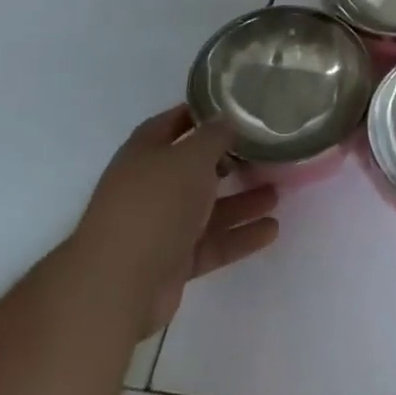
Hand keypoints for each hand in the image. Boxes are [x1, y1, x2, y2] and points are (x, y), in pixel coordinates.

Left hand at [74, 108, 279, 336]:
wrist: (118, 284)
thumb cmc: (155, 204)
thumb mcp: (191, 157)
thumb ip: (214, 137)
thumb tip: (227, 121)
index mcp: (146, 152)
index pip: (176, 123)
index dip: (203, 114)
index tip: (238, 110)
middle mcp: (151, 185)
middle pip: (195, 168)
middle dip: (230, 162)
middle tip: (265, 154)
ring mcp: (161, 225)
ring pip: (208, 208)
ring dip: (241, 201)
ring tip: (277, 193)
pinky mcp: (173, 261)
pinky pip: (212, 243)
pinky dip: (239, 236)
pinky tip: (271, 230)